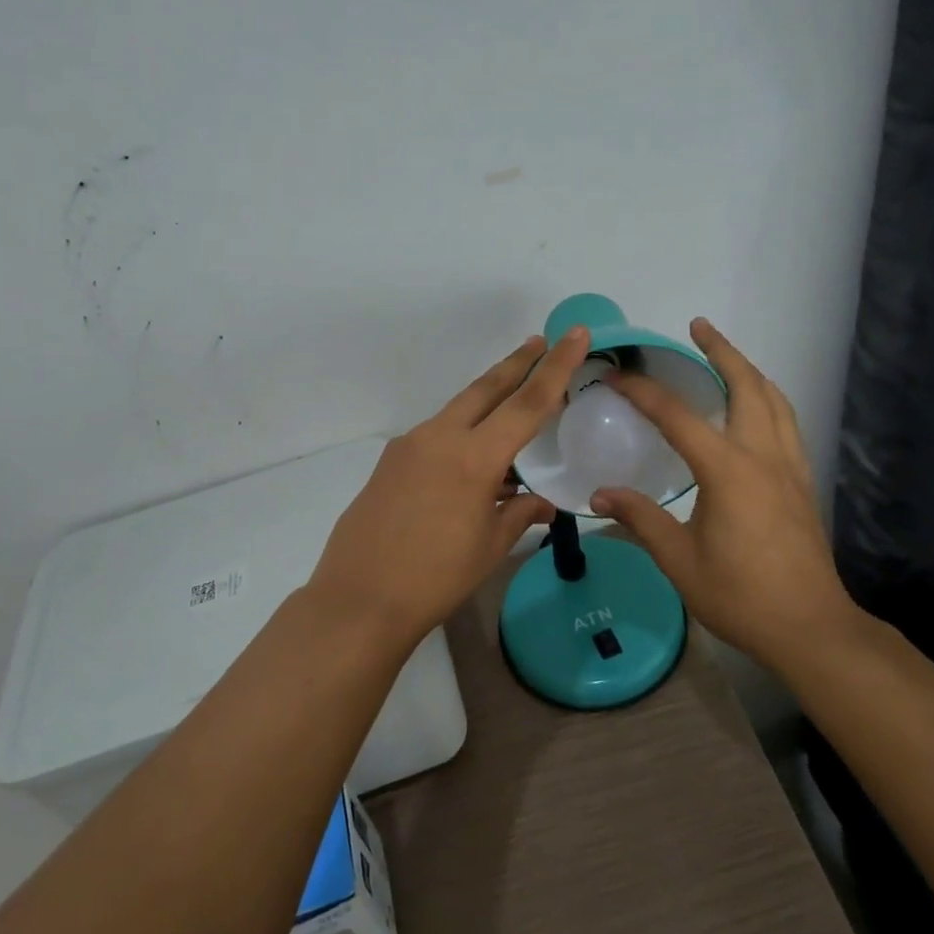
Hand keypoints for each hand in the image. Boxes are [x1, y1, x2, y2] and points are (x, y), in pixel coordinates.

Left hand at [308, 327, 591, 645]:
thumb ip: (519, 513)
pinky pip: (437, 434)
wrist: (360, 599)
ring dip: (488, 399)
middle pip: (487, 388)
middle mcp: (440, 437)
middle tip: (540, 341)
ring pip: (459, 409)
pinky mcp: (391, 459)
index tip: (574, 334)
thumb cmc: (435, 578)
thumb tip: (542, 503)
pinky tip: (471, 458)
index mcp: (473, 457)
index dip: (556, 367)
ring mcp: (410, 445)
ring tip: (512, 401)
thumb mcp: (489, 546)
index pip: (527, 403)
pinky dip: (462, 432)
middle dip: (517, 363)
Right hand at [590, 319, 854, 671]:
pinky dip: (769, 399)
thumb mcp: (679, 560)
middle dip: (722, 351)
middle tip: (699, 327)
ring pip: (775, 400)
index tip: (615, 376)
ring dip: (750, 371)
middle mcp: (763, 455)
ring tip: (727, 358)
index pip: (677, 415)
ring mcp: (790, 466)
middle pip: (747, 385)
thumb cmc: (740, 595)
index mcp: (728, 469)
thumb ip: (641, 519)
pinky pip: (787, 422)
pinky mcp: (803, 482)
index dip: (642, 391)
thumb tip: (600, 494)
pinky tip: (757, 408)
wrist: (810, 628)